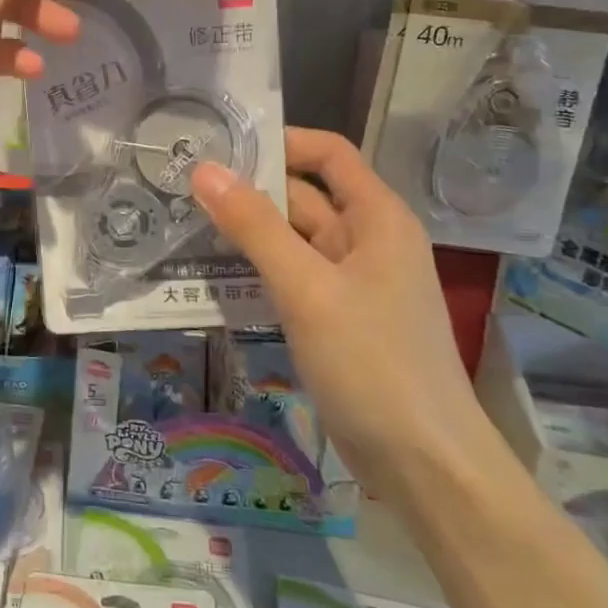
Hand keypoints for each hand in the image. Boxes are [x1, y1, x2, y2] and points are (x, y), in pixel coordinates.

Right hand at [190, 128, 491, 490]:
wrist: (425, 466)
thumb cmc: (373, 364)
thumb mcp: (307, 288)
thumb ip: (254, 226)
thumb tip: (205, 169)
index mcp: (377, 218)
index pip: (328, 154)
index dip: (280, 141)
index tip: (221, 143)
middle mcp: (366, 241)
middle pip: (304, 196)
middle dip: (249, 189)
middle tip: (182, 184)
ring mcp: (351, 283)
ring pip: (292, 240)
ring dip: (247, 231)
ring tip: (184, 221)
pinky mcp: (336, 319)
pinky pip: (291, 277)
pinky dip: (257, 270)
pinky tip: (212, 274)